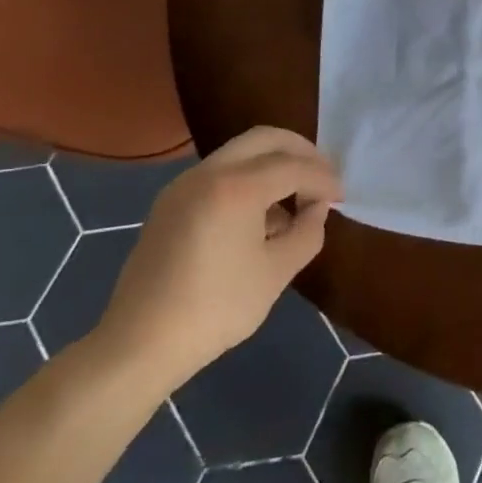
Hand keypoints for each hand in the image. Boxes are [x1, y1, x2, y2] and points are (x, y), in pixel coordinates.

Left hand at [91, 127, 341, 391]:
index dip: (324, 179)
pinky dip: (249, 178)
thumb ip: (307, 232)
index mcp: (236, 188)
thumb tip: (316, 209)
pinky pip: (220, 172)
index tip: (341, 198)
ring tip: (296, 198)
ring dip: (274, 164)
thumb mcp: (277, 272)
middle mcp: (207, 173)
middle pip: (265, 139)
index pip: (294, 166)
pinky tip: (262, 215)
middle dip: (301, 152)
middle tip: (323, 177)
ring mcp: (183, 185)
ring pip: (240, 152)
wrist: (140, 344)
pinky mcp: (171, 203)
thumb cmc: (216, 309)